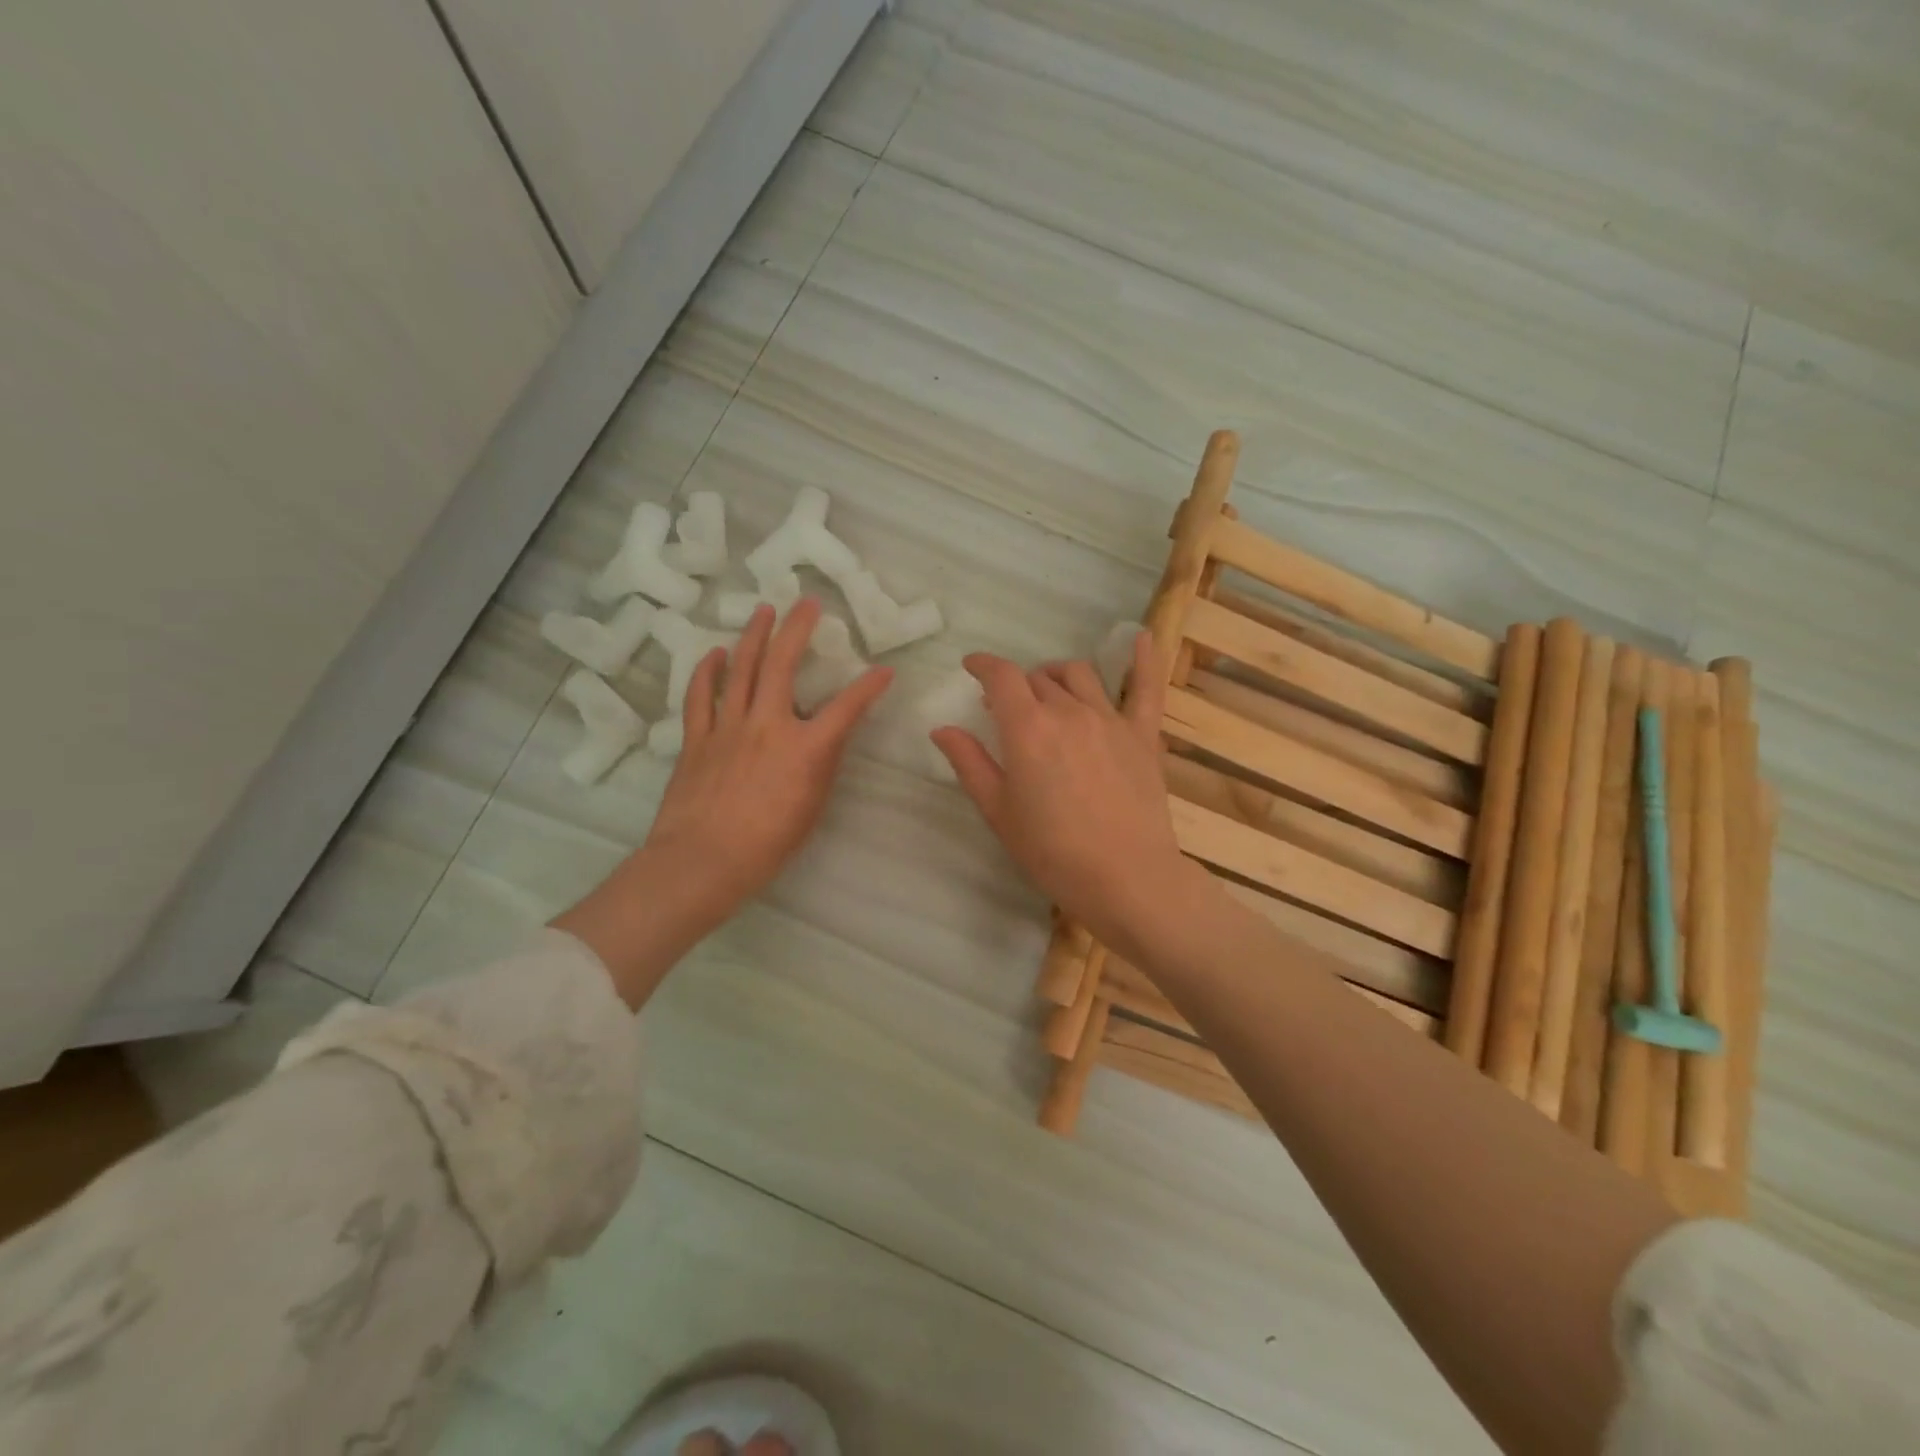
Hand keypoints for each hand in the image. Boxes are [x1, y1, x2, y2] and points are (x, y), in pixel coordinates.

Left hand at [554, 598, 890, 1007]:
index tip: (884, 671)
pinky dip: (708, 671)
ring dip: (754, 636)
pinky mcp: (697, 737)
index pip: (847, 707)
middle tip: (807, 604)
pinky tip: (716, 653)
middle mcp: (768, 725)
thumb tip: (829, 734)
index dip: (869, 686)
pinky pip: (701, 695)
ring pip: (741, 669)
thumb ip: (822, 763)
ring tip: (764, 611)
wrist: (703, 861)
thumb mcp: (812, 806)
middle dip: (798, 629)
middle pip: (782, 664)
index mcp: (805, 748)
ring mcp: (728, 727)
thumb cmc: (768, 845)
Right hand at [931, 631, 1196, 956]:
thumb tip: (942, 728)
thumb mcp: (999, 811)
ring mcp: (1110, 719)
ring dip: (1057, 676)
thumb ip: (970, 763)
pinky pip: (1145, 688)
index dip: (983, 665)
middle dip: (1017, 686)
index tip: (972, 667)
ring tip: (1049, 691)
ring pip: (1079, 675)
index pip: (1001, 677)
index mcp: (1028, 728)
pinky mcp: (1143, 734)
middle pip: (1038, 678)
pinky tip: (1142, 638)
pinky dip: (1144, 659)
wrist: (1126, 878)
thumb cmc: (1052, 851)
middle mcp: (1068, 711)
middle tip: (1007, 709)